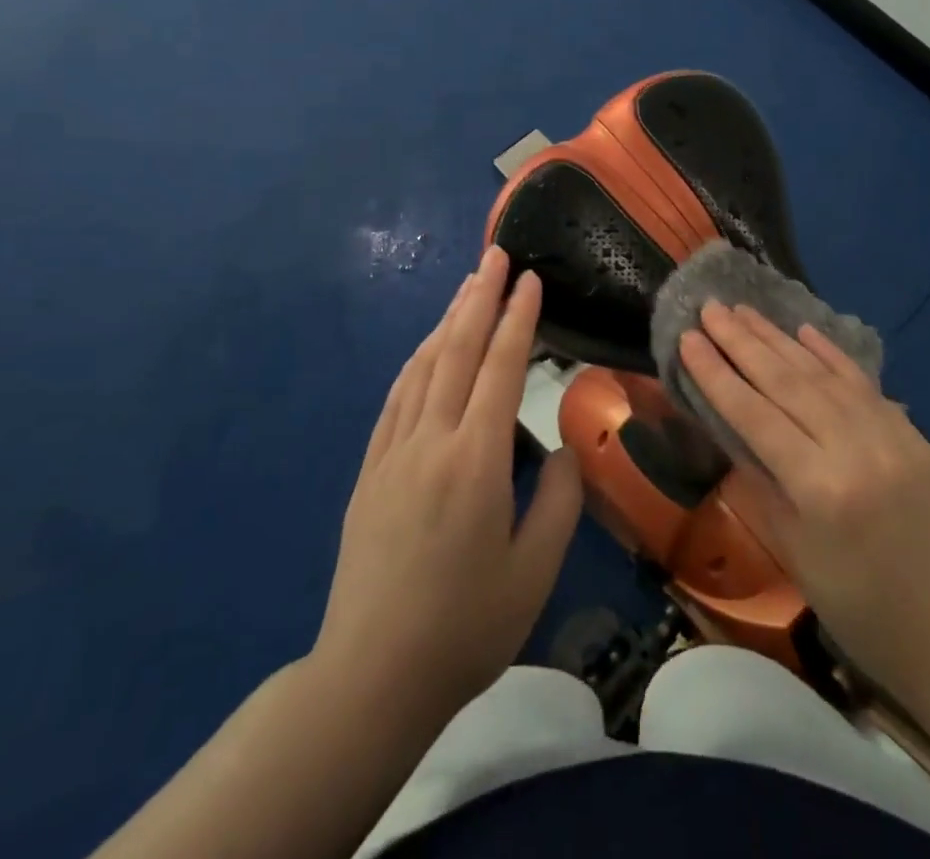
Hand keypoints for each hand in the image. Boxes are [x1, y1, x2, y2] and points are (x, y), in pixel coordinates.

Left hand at [314, 246, 582, 730]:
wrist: (371, 676)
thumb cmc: (464, 628)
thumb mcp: (533, 573)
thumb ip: (557, 501)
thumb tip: (560, 450)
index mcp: (475, 460)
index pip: (500, 368)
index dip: (518, 318)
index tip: (531, 279)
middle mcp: (431, 441)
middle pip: (456, 350)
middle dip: (480, 297)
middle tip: (496, 254)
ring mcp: (393, 452)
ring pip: (422, 367)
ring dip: (447, 320)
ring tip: (468, 285)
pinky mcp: (369, 471)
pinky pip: (396, 398)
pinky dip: (416, 361)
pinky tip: (426, 348)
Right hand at [679, 303, 929, 715]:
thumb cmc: (866, 617)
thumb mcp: (799, 558)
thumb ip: (764, 486)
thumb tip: (733, 433)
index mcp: (821, 488)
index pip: (755, 415)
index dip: (717, 374)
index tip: (687, 338)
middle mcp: (857, 449)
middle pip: (787, 383)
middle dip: (742, 342)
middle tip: (710, 307)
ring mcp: (894, 437)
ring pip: (824, 375)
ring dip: (779, 339)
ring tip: (744, 310)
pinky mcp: (918, 437)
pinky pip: (866, 386)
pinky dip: (833, 356)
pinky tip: (806, 331)